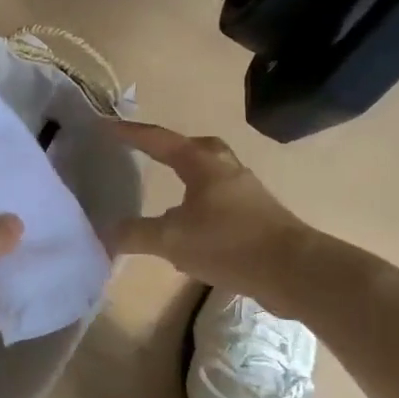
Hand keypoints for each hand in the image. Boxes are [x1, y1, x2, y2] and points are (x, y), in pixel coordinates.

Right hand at [110, 123, 310, 297]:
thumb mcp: (172, 240)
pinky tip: (191, 232)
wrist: (293, 270)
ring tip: (168, 194)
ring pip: (211, 175)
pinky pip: (221, 202)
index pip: (159, 140)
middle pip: (195, 148)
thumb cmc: (228, 243)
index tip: (106, 126)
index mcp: (202, 164)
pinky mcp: (258, 218)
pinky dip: (201, 208)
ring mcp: (246, 193)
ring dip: (189, 180)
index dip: (131, 133)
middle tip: (149, 152)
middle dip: (170, 149)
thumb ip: (136, 234)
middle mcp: (226, 170)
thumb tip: (105, 232)